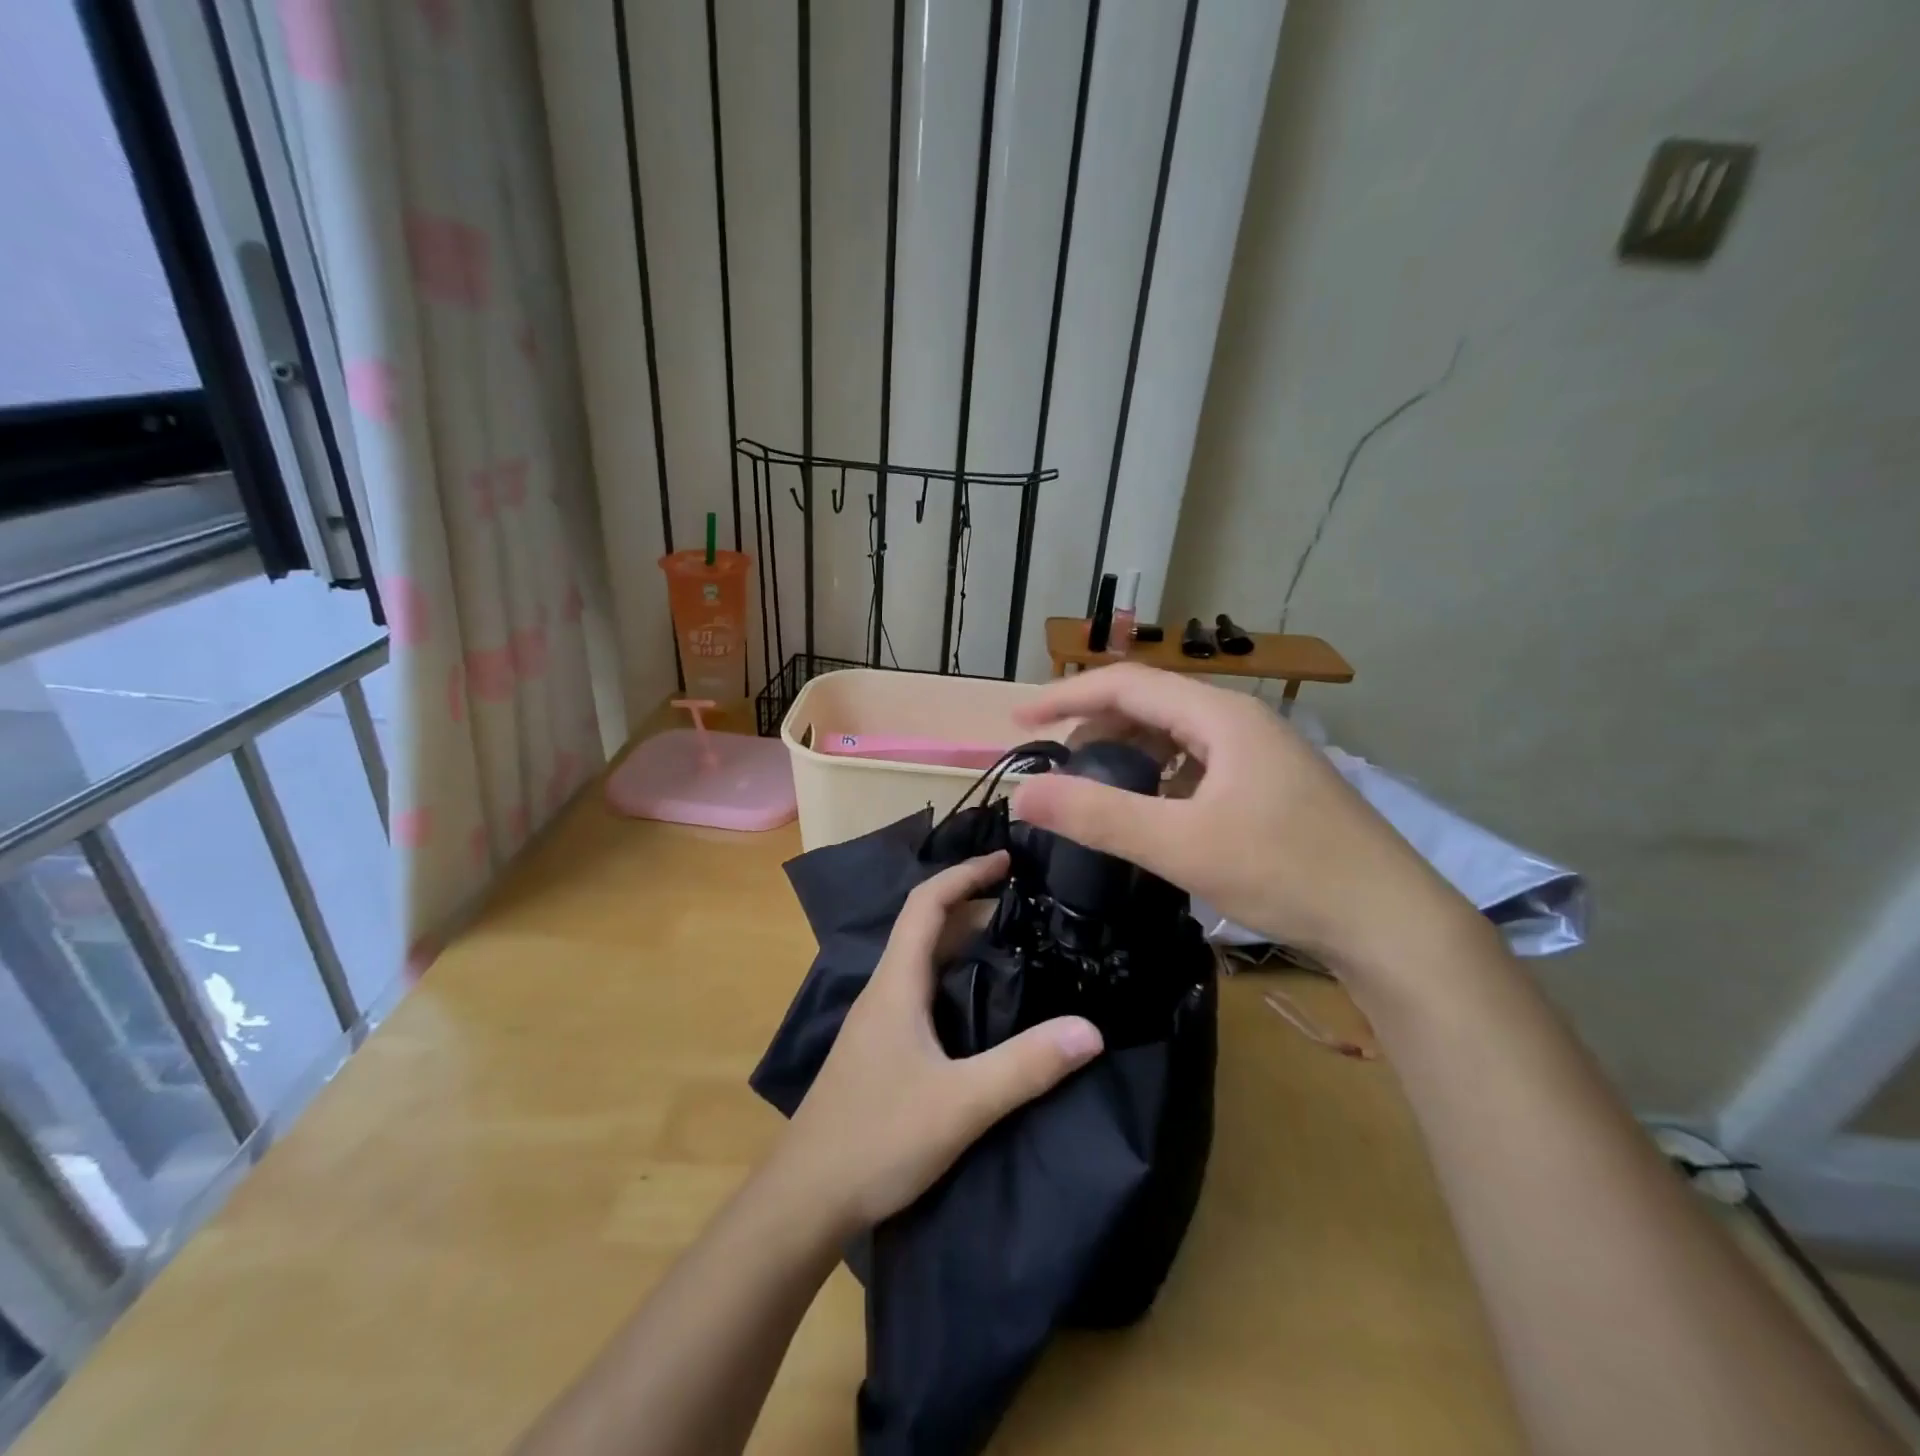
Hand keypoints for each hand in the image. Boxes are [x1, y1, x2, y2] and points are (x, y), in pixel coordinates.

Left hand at [775, 851, 1104, 1235]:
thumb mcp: (961, 1103)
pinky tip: (981, 1006)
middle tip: (1026, 905)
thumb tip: (1091, 1030)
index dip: (964, 874)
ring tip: (1014, 943)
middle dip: (972, 905)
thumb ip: (1025, 1066)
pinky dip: (954, 978)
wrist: (805, 1200)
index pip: (926, 904)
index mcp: (896, 984)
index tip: (1006, 861)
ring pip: (923, 962)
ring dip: (962, 942)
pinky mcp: (879, 1051)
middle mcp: (884, 991)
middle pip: (926, 928)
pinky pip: (920, 992)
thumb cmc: (877, 1139)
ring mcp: (877, 1022)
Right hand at [1009, 665, 1482, 980]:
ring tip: (1096, 789)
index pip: (1127, 685)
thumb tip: (1021, 794)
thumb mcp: (1181, 844)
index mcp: (1221, 717)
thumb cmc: (1286, 872)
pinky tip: (1154, 812)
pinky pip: (1200, 764)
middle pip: (1152, 706)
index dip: (1066, 697)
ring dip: (1129, 754)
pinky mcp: (1273, 786)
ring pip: (1177, 737)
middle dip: (1096, 729)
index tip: (1019, 720)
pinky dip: (1162, 777)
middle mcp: (1243, 722)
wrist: (1391, 923)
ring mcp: (1263, 754)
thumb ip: (1097, 816)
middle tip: (1057, 767)